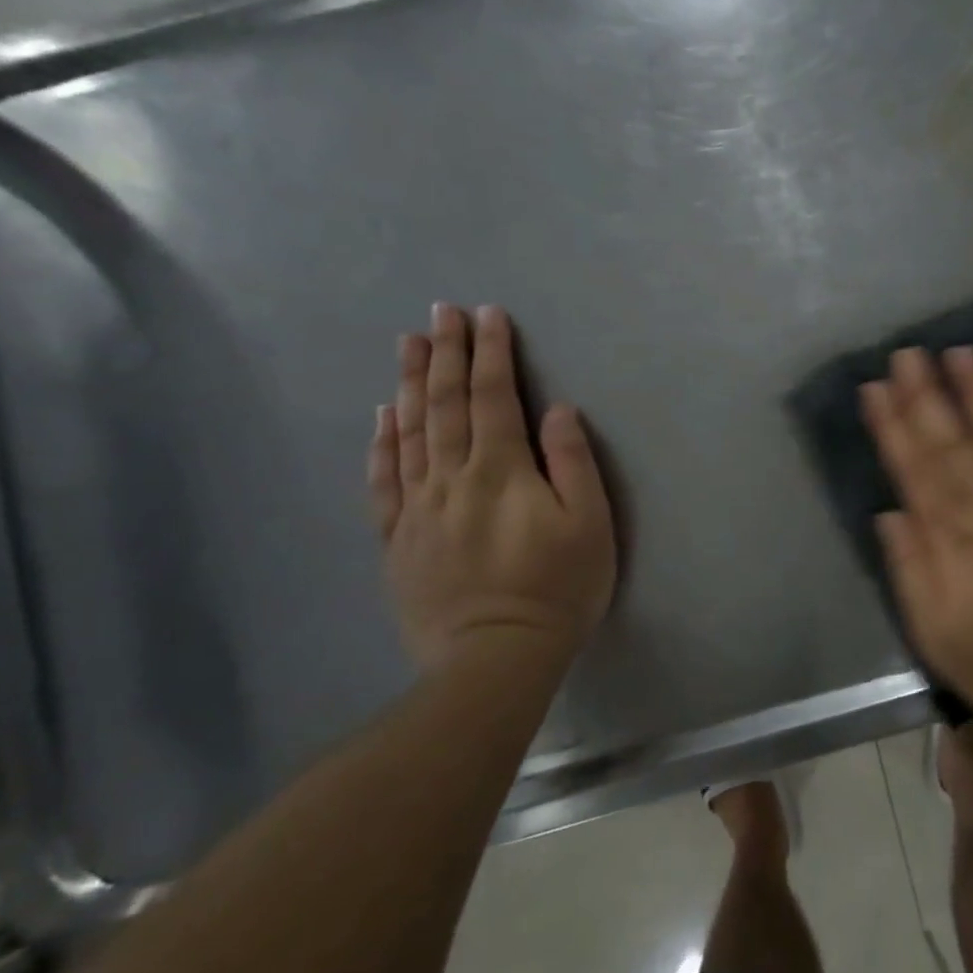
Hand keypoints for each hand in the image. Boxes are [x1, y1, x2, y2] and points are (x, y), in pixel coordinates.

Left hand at [368, 304, 615, 674]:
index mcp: (501, 471)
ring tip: (409, 343)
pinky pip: (384, 481)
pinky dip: (383, 443)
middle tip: (441, 312)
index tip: (488, 315)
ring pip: (411, 433)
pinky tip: (383, 416)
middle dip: (447, 354)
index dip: (492, 353)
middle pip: (446, 405)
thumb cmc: (557, 589)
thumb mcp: (590, 525)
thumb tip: (557, 411)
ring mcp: (418, 509)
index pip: (495, 397)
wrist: (495, 659)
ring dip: (411, 384)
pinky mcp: (398, 540)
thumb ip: (573, 463)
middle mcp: (452, 479)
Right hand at [860, 346, 972, 732]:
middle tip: (909, 352)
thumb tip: (889, 513)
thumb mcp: (938, 636)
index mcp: (955, 540)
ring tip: (961, 352)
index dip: (894, 426)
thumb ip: (911, 570)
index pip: (916, 470)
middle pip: (955, 442)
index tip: (876, 387)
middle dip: (928, 394)